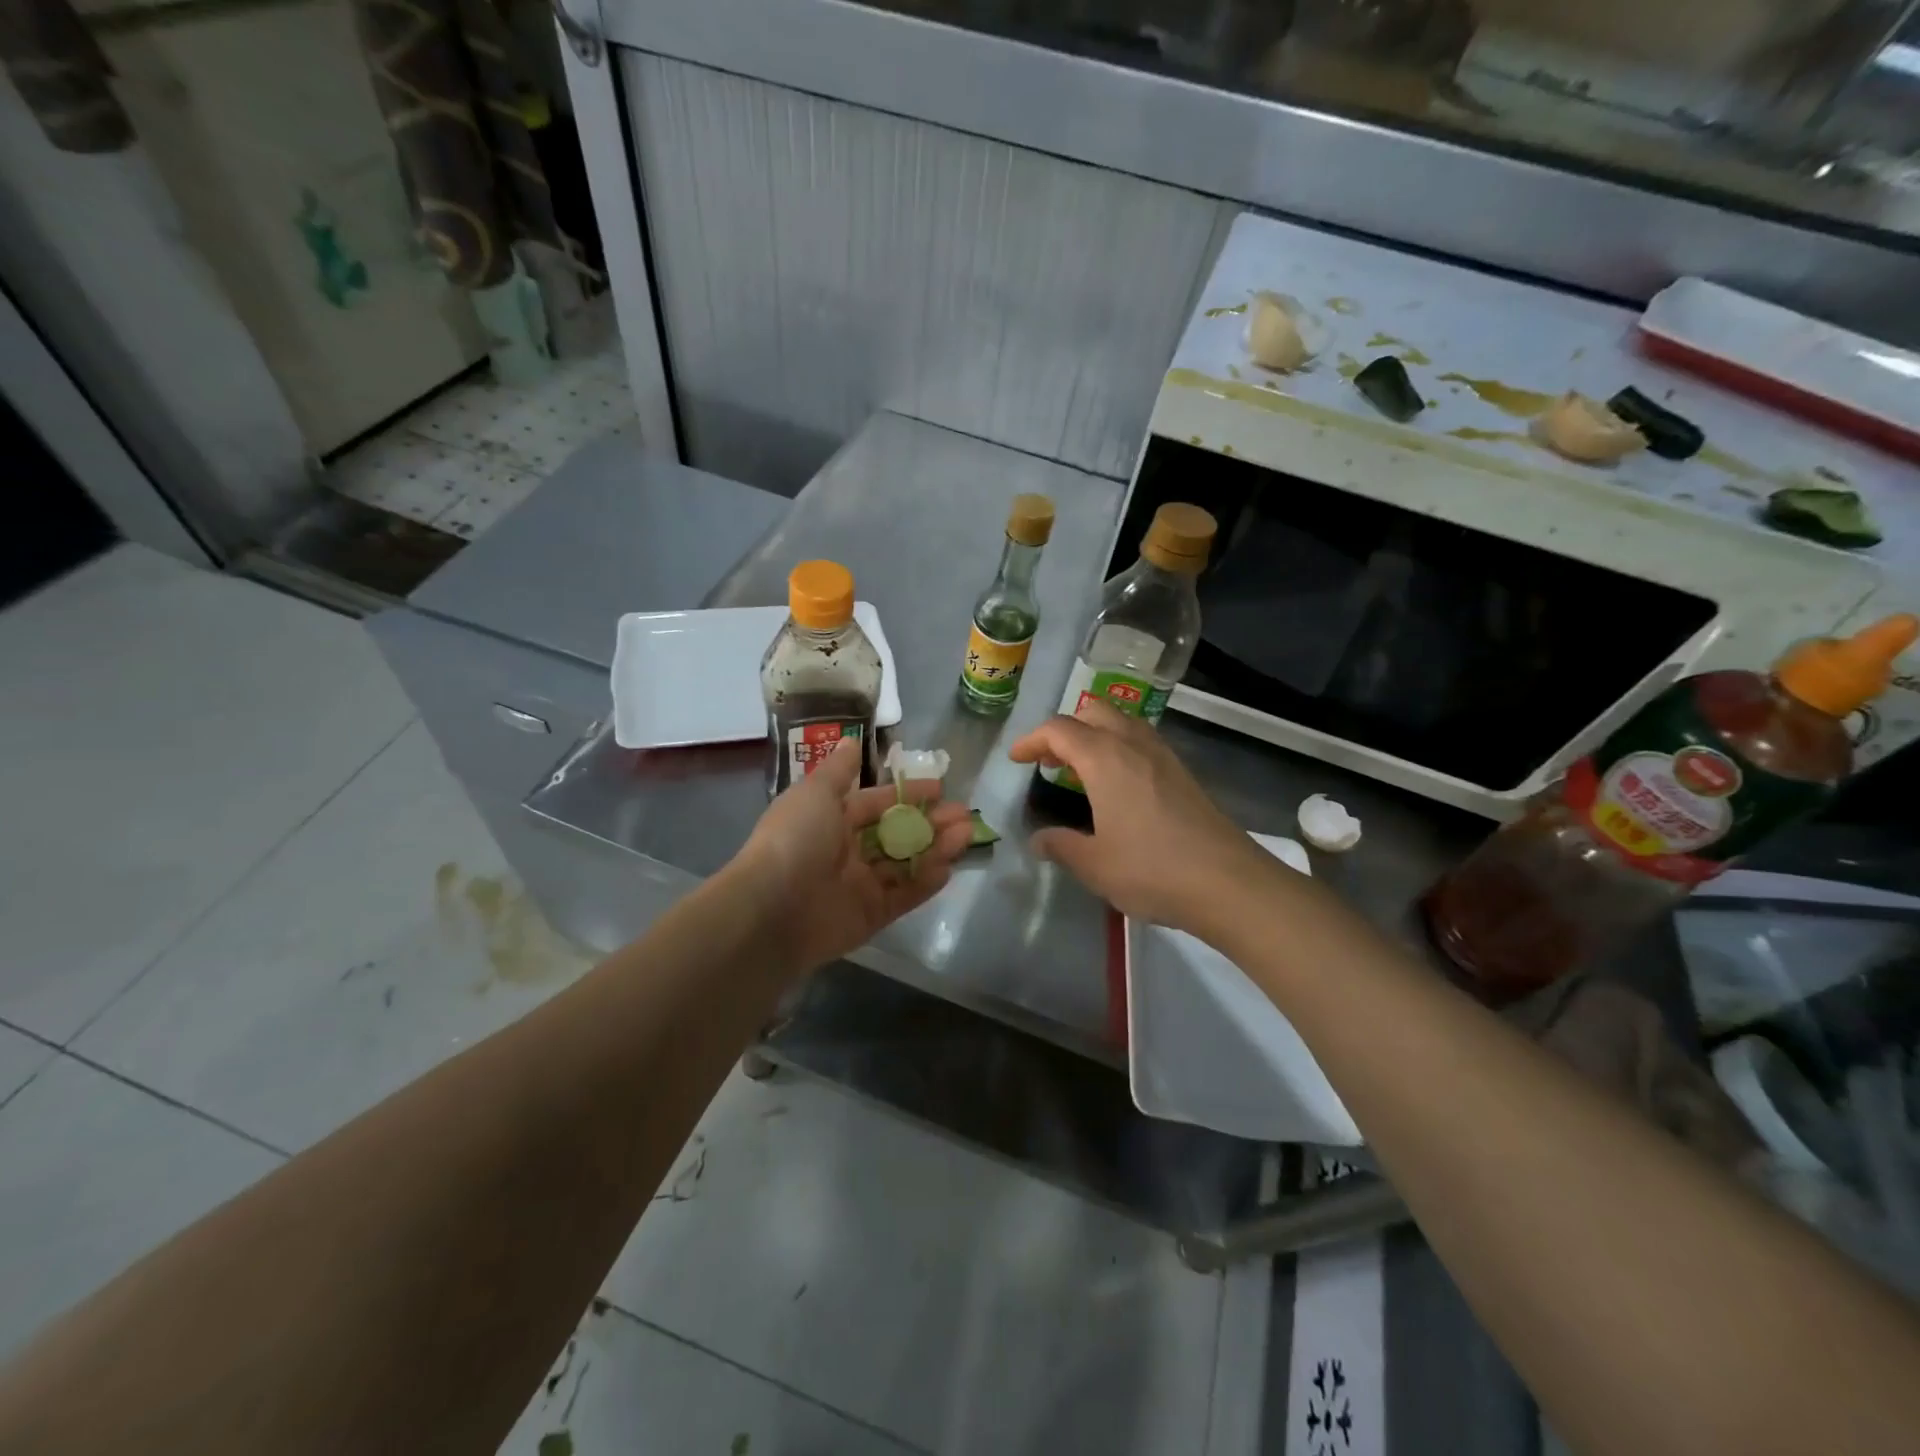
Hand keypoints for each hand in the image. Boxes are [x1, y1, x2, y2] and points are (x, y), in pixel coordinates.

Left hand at [733, 738, 973, 972]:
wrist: (773, 909)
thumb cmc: (795, 839)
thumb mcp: (815, 793)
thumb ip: (839, 770)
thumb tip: (850, 740)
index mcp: (830, 820)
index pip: (876, 803)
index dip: (907, 794)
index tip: (940, 787)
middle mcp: (846, 851)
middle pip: (896, 834)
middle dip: (930, 822)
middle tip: (964, 815)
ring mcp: (859, 885)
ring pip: (905, 863)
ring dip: (936, 848)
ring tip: (966, 835)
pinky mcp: (871, 915)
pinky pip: (904, 895)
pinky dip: (925, 882)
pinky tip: (949, 866)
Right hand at [1008, 699, 1285, 934]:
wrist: (1230, 884)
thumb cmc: (1153, 870)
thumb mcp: (1094, 865)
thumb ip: (1061, 847)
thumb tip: (1038, 840)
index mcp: (1106, 759)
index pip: (1060, 729)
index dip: (1032, 740)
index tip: (1016, 760)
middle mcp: (1134, 746)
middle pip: (1094, 712)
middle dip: (1065, 729)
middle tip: (1049, 761)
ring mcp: (1164, 757)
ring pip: (1123, 723)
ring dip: (1095, 735)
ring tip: (1080, 771)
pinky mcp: (1184, 774)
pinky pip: (1142, 742)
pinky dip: (1119, 748)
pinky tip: (1117, 787)